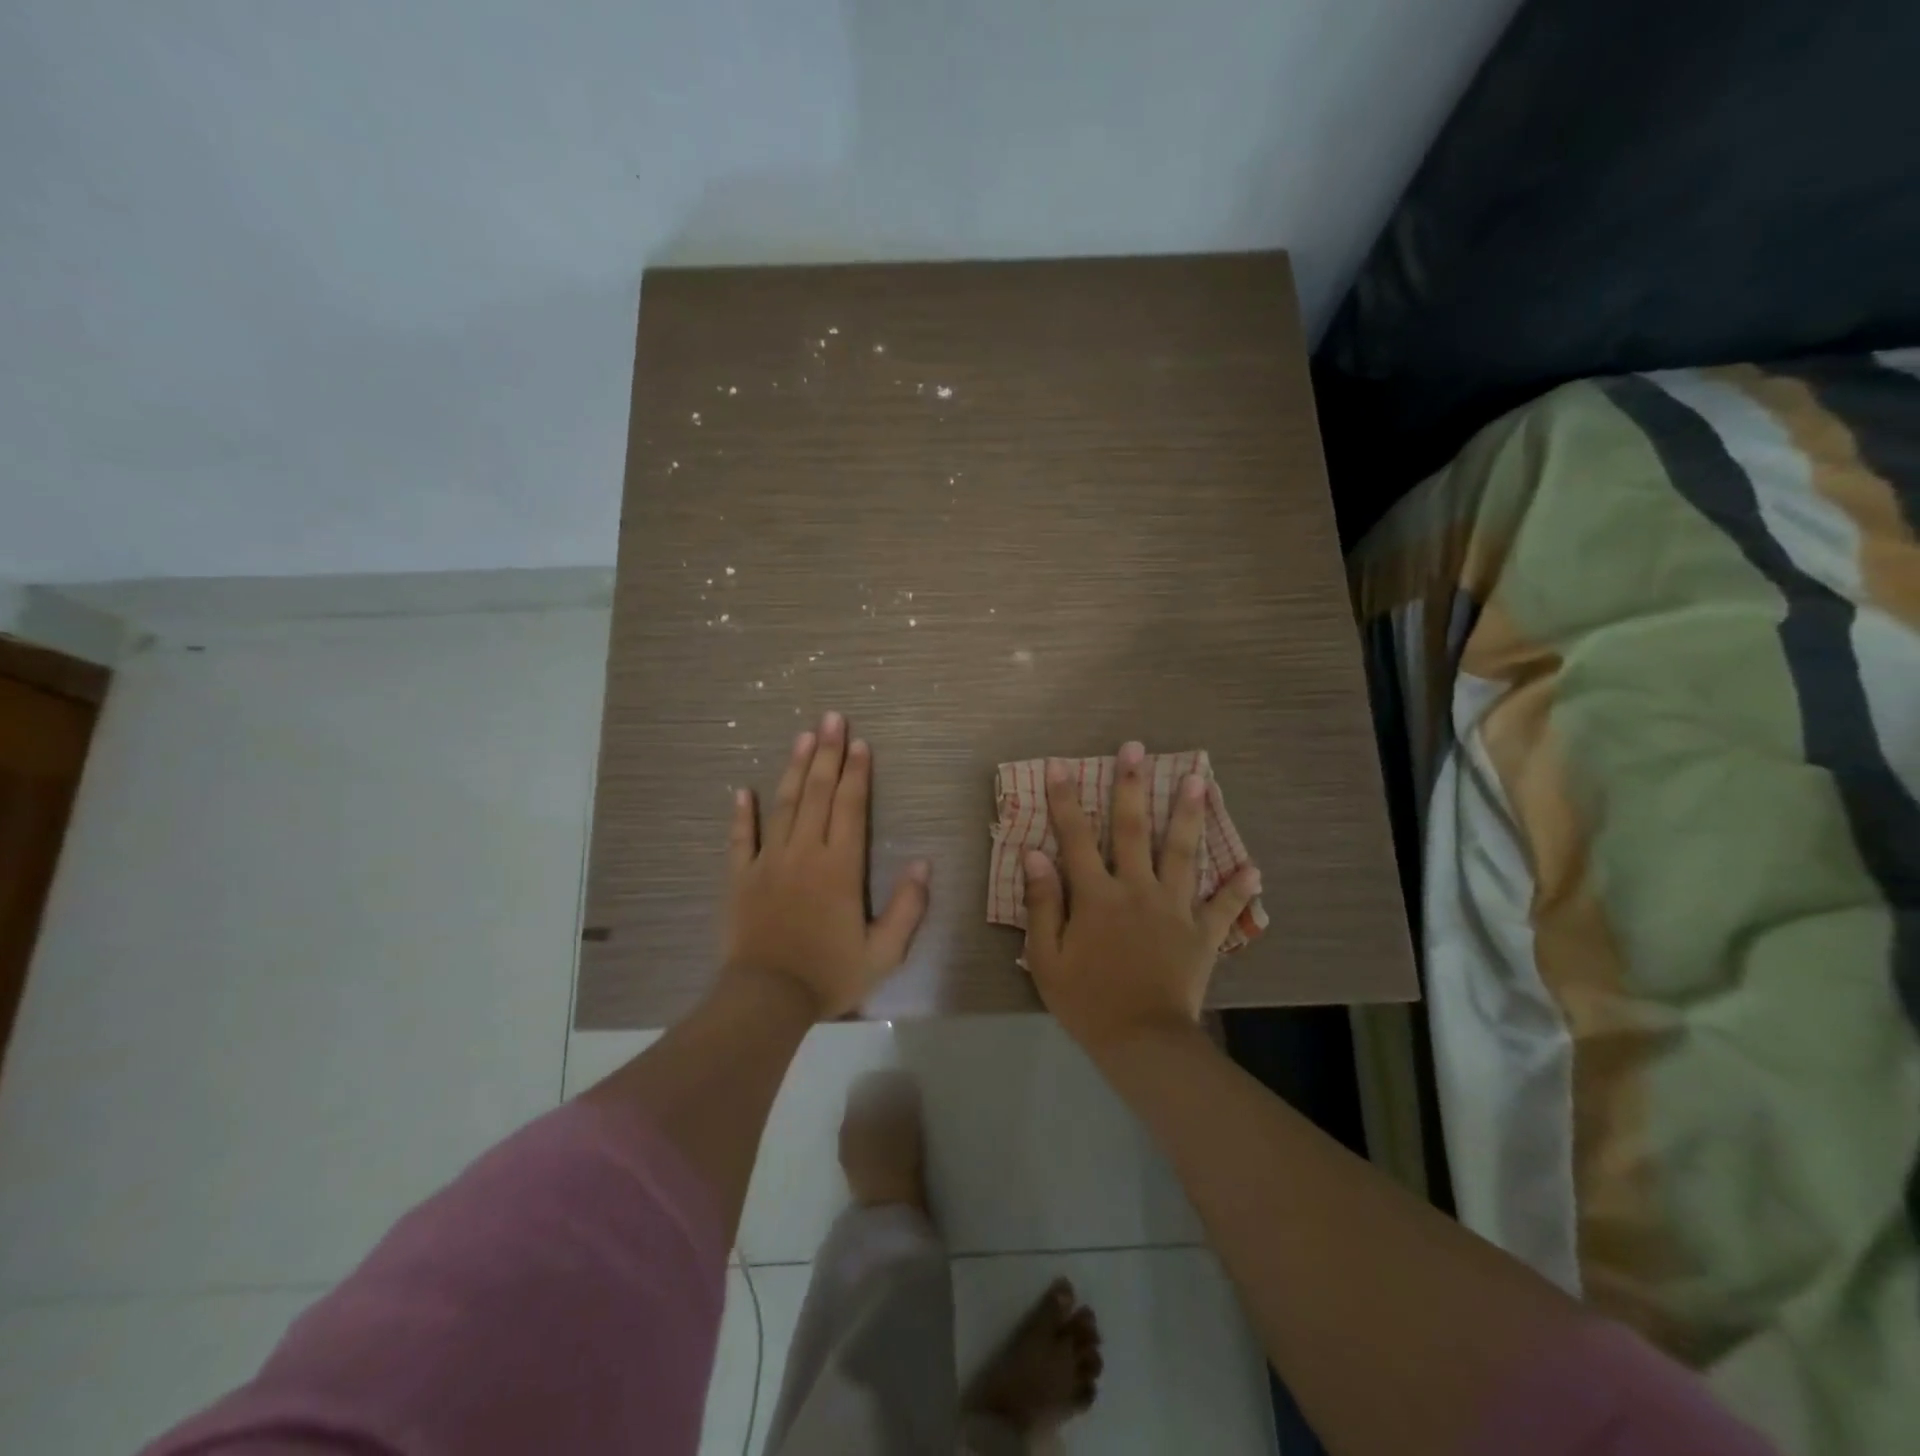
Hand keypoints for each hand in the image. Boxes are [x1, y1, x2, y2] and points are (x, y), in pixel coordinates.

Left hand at [724, 711, 930, 1018]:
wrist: (766, 1000)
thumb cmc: (829, 974)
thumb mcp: (884, 952)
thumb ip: (908, 907)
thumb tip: (923, 863)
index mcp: (840, 867)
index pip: (850, 807)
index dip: (857, 773)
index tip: (861, 743)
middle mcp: (804, 853)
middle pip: (817, 793)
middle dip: (827, 753)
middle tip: (831, 719)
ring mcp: (768, 862)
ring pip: (783, 805)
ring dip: (794, 769)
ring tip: (802, 737)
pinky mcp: (740, 878)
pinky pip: (741, 838)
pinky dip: (742, 813)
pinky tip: (743, 790)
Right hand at [1022, 740, 1260, 1054]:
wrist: (1141, 1041)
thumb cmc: (1087, 1001)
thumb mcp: (1047, 958)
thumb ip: (1043, 904)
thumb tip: (1035, 855)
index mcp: (1096, 896)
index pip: (1076, 838)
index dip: (1066, 801)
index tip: (1059, 766)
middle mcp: (1136, 890)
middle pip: (1133, 830)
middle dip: (1132, 785)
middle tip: (1137, 748)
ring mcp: (1174, 908)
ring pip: (1182, 853)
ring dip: (1188, 815)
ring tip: (1199, 779)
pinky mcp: (1202, 933)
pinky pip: (1223, 907)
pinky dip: (1238, 889)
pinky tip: (1254, 869)